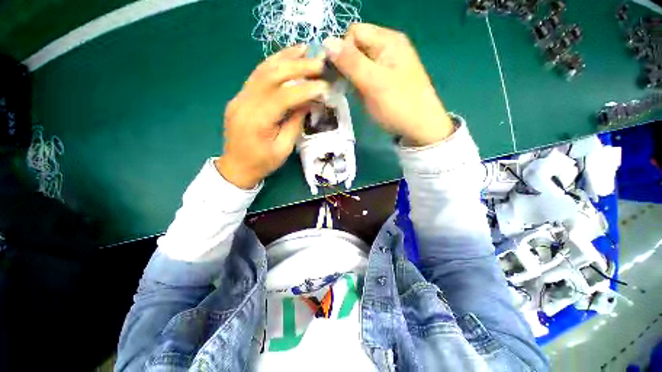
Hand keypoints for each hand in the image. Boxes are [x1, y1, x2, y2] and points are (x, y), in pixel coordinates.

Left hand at [216, 45, 328, 188]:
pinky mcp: (240, 97)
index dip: (305, 89)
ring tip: (305, 50)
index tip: (324, 86)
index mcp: (257, 122)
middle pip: (271, 76)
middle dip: (297, 67)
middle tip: (319, 62)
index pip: (283, 96)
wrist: (236, 167)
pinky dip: (273, 64)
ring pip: (262, 70)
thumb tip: (309, 102)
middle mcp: (244, 103)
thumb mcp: (284, 149)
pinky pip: (257, 76)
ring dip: (285, 58)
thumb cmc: (262, 163)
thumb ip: (295, 123)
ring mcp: (239, 97)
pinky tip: (287, 58)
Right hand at [324, 23, 453, 146]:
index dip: (342, 51)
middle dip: (346, 64)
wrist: (420, 127)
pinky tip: (361, 94)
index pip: (353, 33)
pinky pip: (366, 74)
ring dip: (352, 75)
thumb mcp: (373, 82)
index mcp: (388, 40)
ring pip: (359, 62)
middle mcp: (388, 46)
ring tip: (355, 92)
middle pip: (356, 46)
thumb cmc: (398, 104)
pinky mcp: (386, 78)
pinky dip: (359, 83)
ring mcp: (387, 63)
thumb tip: (327, 42)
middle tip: (346, 85)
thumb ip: (351, 62)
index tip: (339, 74)